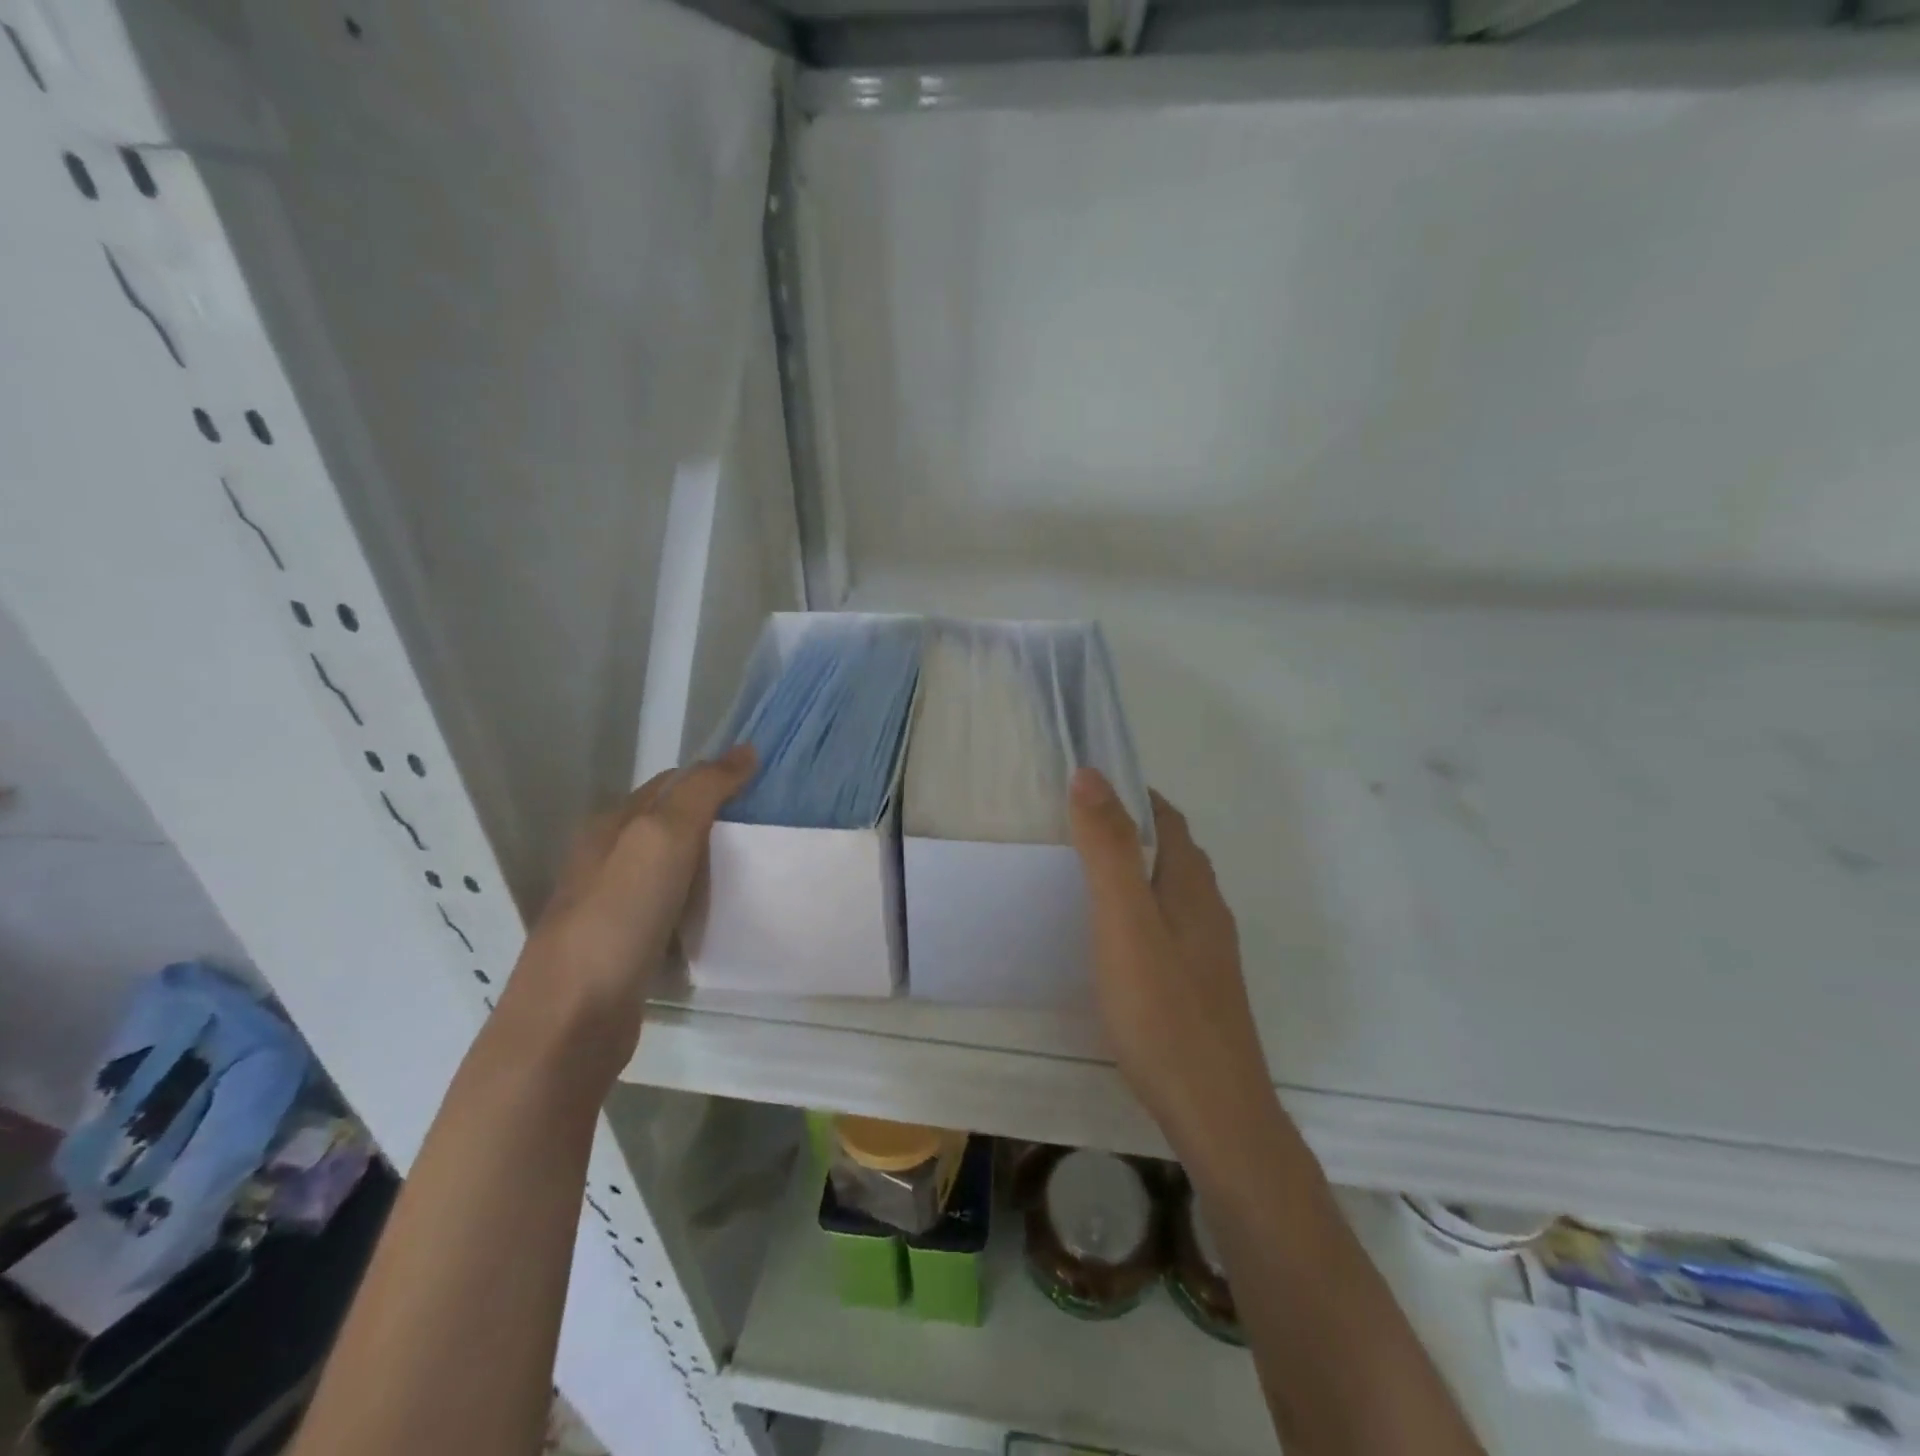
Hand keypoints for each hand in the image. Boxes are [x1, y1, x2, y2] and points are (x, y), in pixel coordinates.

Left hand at [506, 745, 755, 1078]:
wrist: (572, 1021)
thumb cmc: (618, 918)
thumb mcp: (662, 839)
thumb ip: (702, 791)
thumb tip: (745, 751)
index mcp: (611, 826)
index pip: (671, 783)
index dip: (715, 777)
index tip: (765, 787)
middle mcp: (606, 859)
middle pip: (670, 824)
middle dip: (717, 819)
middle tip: (771, 827)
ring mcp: (612, 906)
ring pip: (671, 868)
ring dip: (710, 862)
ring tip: (758, 867)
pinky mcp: (624, 947)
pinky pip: (671, 909)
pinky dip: (699, 903)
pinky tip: (723, 915)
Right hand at [1069, 767, 1271, 1160]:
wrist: (1215, 1112)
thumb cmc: (1163, 1010)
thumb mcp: (1125, 921)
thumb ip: (1107, 849)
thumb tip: (1091, 774)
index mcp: (1193, 886)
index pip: (1168, 819)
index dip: (1132, 795)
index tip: (1087, 787)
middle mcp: (1208, 910)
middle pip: (1171, 852)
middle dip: (1129, 829)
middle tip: (1073, 827)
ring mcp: (1207, 952)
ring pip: (1170, 891)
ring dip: (1134, 871)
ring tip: (1082, 876)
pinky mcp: (1199, 986)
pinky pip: (1166, 927)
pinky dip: (1138, 911)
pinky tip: (1110, 940)